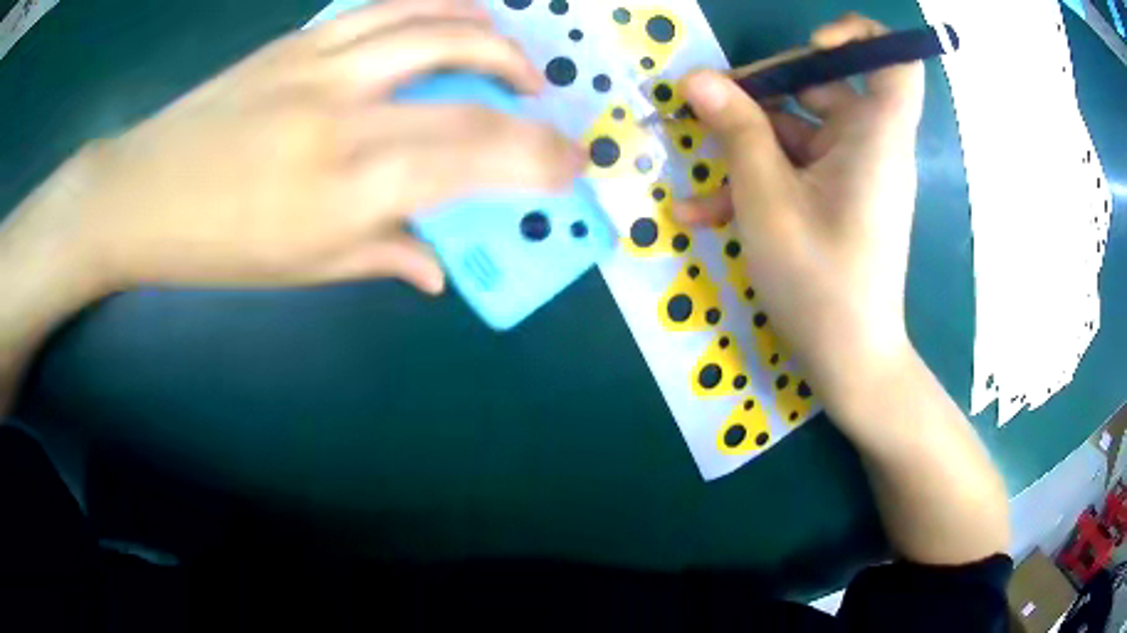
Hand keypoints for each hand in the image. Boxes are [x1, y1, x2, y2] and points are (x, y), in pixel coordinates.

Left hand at [8, 0, 581, 302]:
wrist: (141, 194)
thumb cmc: (216, 246)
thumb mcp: (301, 269)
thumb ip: (381, 256)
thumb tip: (437, 267)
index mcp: (344, 187)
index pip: (469, 159)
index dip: (535, 159)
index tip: (568, 166)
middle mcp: (342, 114)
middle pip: (463, 85)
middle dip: (528, 101)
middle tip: (548, 111)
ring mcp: (318, 64)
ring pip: (430, 25)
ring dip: (489, 36)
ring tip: (512, 56)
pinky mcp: (296, 41)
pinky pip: (383, 7)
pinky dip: (434, 4)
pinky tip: (455, 12)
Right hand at [674, 14, 924, 414]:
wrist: (848, 362)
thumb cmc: (820, 281)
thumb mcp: (767, 201)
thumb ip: (736, 130)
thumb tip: (698, 80)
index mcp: (876, 135)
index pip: (894, 61)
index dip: (857, 37)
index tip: (812, 45)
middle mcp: (869, 144)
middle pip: (822, 85)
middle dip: (760, 92)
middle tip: (705, 107)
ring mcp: (851, 172)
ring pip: (796, 132)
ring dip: (743, 148)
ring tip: (693, 176)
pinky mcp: (836, 197)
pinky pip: (796, 170)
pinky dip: (756, 182)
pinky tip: (702, 214)